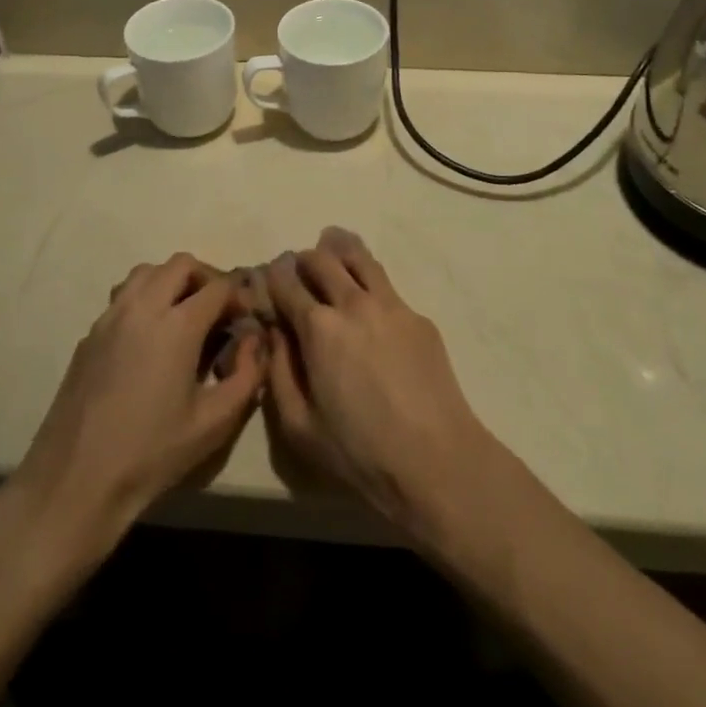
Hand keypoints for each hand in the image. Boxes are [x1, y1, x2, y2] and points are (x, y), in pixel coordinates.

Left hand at [11, 254, 264, 536]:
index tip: (247, 318)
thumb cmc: (150, 454)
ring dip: (172, 281)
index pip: (218, 287)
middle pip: (181, 264)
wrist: (74, 482)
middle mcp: (142, 308)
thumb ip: (247, 376)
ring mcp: (110, 317)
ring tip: (184, 314)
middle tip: (219, 310)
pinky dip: (145, 299)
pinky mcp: (89, 334)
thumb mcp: (214, 424)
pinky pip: (123, 296)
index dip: (239, 296)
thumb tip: (254, 342)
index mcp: (177, 325)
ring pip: (147, 272)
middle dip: (207, 278)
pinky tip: (149, 338)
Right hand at [263, 227, 493, 531]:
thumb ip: (279, 372)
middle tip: (299, 270)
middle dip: (304, 260)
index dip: (273, 277)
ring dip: (338, 249)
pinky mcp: (417, 315)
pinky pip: (385, 284)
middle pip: (322, 259)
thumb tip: (275, 333)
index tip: (269, 280)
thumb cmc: (359, 452)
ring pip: (358, 257)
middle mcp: (353, 302)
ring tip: (330, 246)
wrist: (436, 460)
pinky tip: (368, 299)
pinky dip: (368, 279)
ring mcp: (390, 304)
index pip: (286, 283)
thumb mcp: (299, 426)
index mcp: (318, 327)